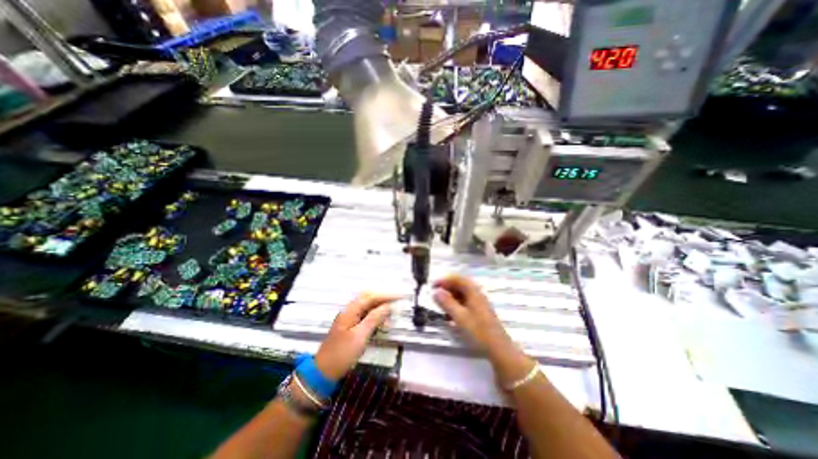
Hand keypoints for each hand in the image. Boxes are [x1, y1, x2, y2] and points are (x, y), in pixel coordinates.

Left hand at [313, 294, 396, 380]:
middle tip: (396, 302)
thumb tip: (387, 306)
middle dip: (383, 299)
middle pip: (368, 298)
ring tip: (391, 314)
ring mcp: (349, 318)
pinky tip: (381, 322)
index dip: (386, 296)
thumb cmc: (342, 353)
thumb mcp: (360, 336)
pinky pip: (365, 315)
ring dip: (379, 308)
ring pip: (367, 307)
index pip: (371, 297)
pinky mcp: (350, 326)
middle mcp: (349, 310)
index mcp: (350, 310)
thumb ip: (374, 318)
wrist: (323, 372)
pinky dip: (375, 316)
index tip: (400, 296)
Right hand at [430, 276, 533, 386]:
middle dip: (446, 287)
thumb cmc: (478, 331)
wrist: (498, 348)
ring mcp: (479, 302)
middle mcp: (477, 294)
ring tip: (440, 304)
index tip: (432, 286)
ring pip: (462, 293)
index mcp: (473, 291)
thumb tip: (436, 292)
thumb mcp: (459, 316)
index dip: (444, 280)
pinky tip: (450, 314)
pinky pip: (465, 302)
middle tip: (435, 294)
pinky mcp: (479, 311)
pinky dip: (456, 304)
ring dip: (450, 296)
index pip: (457, 279)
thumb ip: (447, 303)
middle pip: (460, 284)